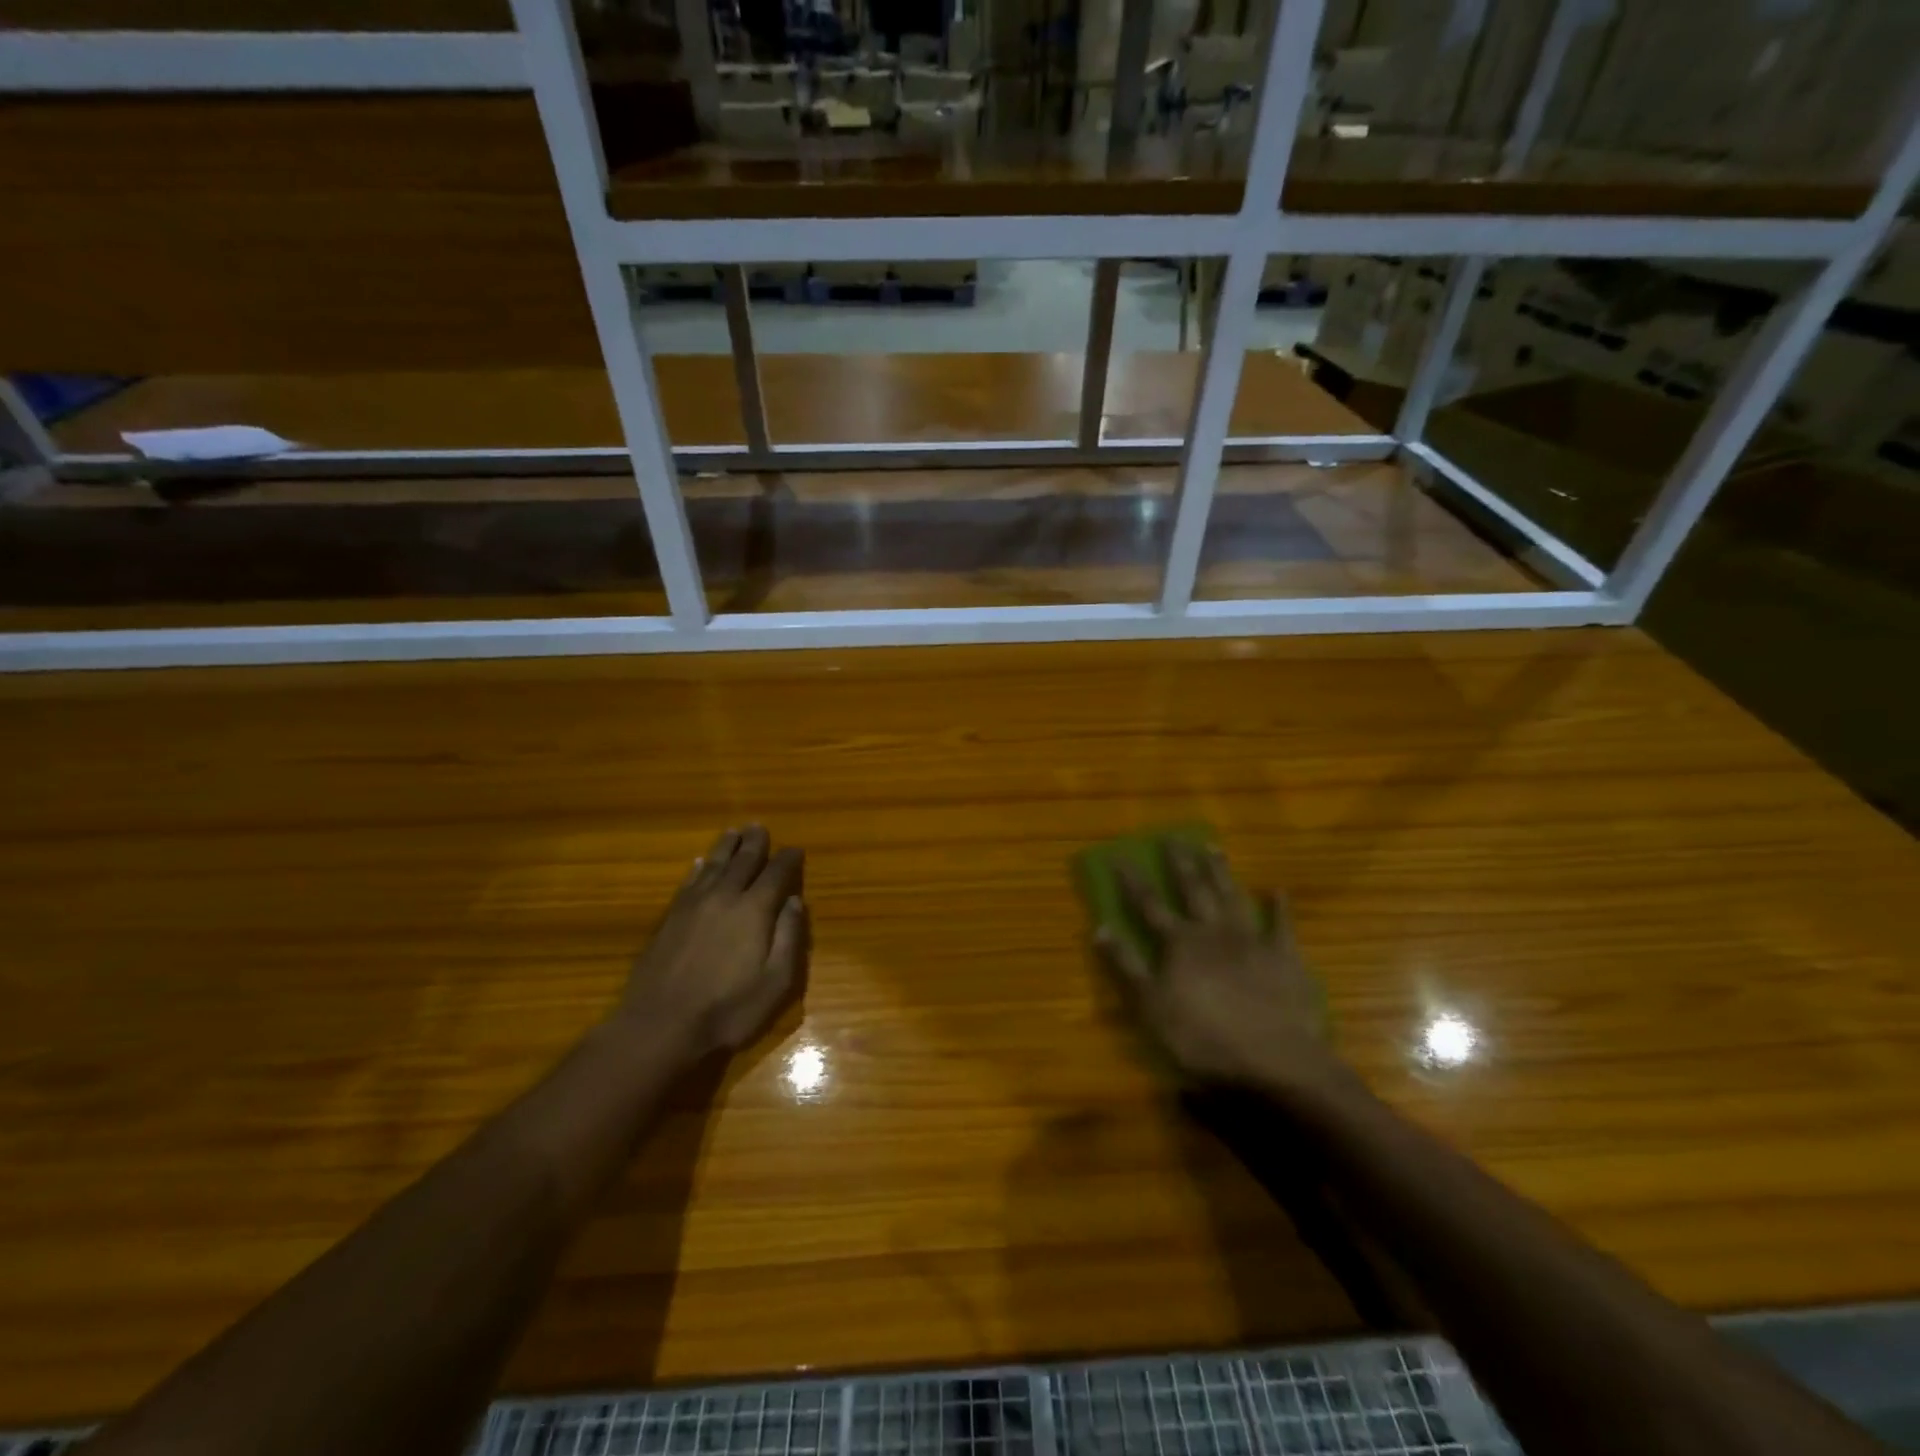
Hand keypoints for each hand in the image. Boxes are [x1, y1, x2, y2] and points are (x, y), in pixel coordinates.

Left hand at [617, 825, 808, 1060]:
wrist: (660, 1025)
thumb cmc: (727, 1009)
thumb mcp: (775, 982)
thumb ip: (789, 938)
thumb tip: (795, 901)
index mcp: (754, 910)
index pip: (776, 874)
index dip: (787, 859)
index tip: (795, 849)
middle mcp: (724, 897)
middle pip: (743, 861)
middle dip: (755, 843)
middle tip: (760, 826)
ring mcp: (693, 905)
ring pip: (714, 864)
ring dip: (727, 847)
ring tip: (734, 832)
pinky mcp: (670, 917)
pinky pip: (689, 881)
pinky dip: (699, 868)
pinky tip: (701, 862)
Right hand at [1097, 841, 1344, 1094]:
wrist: (1274, 1060)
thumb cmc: (1203, 1037)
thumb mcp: (1150, 1006)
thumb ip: (1125, 966)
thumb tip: (1098, 928)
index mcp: (1180, 943)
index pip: (1149, 904)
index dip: (1132, 880)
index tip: (1120, 854)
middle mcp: (1213, 931)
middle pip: (1193, 890)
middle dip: (1180, 863)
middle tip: (1173, 837)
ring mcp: (1251, 941)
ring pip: (1232, 897)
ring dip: (1222, 872)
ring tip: (1213, 848)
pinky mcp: (1284, 958)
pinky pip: (1281, 926)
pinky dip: (1279, 907)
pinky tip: (1277, 890)